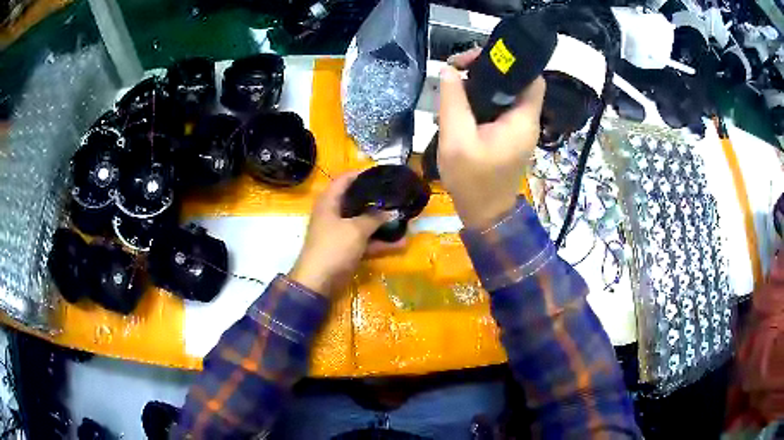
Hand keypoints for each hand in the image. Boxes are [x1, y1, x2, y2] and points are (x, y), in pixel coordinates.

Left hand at [289, 172, 405, 296]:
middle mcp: (334, 214)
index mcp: (329, 202)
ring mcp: (341, 233)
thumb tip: (392, 210)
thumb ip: (375, 218)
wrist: (318, 282)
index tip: (384, 173)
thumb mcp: (356, 229)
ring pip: (364, 223)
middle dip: (377, 200)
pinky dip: (381, 243)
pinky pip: (366, 241)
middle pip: (357, 201)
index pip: (345, 180)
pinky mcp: (347, 249)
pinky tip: (402, 243)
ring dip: (383, 223)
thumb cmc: (333, 248)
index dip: (362, 174)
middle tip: (397, 195)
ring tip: (405, 218)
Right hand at [438, 49, 545, 228]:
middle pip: (516, 82)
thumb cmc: (473, 181)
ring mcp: (518, 128)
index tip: (478, 58)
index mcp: (522, 119)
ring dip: (483, 83)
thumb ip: (453, 102)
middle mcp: (526, 120)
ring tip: (456, 80)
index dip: (511, 62)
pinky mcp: (508, 134)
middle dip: (489, 68)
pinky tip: (460, 101)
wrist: (484, 214)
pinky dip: (482, 98)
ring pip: (506, 93)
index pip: (531, 78)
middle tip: (459, 67)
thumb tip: (448, 70)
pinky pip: (499, 107)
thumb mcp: (456, 140)